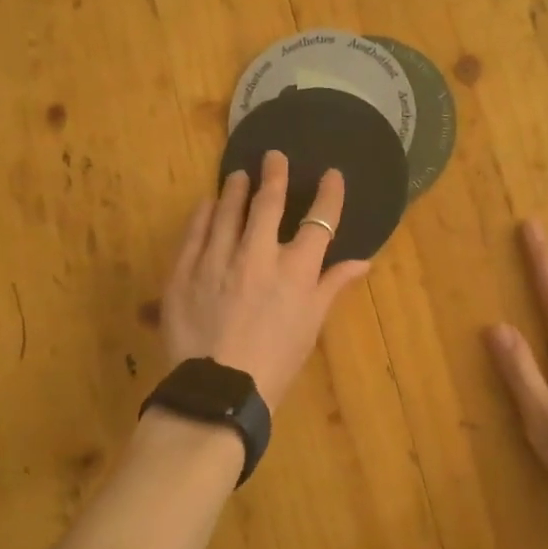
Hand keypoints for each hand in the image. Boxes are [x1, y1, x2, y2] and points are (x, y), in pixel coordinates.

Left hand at [161, 150, 370, 411]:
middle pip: (269, 204)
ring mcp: (217, 260)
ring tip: (238, 175)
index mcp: (295, 271)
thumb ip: (333, 286)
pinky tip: (207, 204)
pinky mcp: (184, 271)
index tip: (331, 175)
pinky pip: (195, 232)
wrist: (218, 392)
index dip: (328, 194)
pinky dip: (203, 215)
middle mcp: (257, 255)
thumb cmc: (275, 362)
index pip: (319, 221)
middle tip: (273, 157)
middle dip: (275, 176)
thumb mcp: (311, 325)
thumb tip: (363, 261)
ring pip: (228, 211)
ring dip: (235, 190)